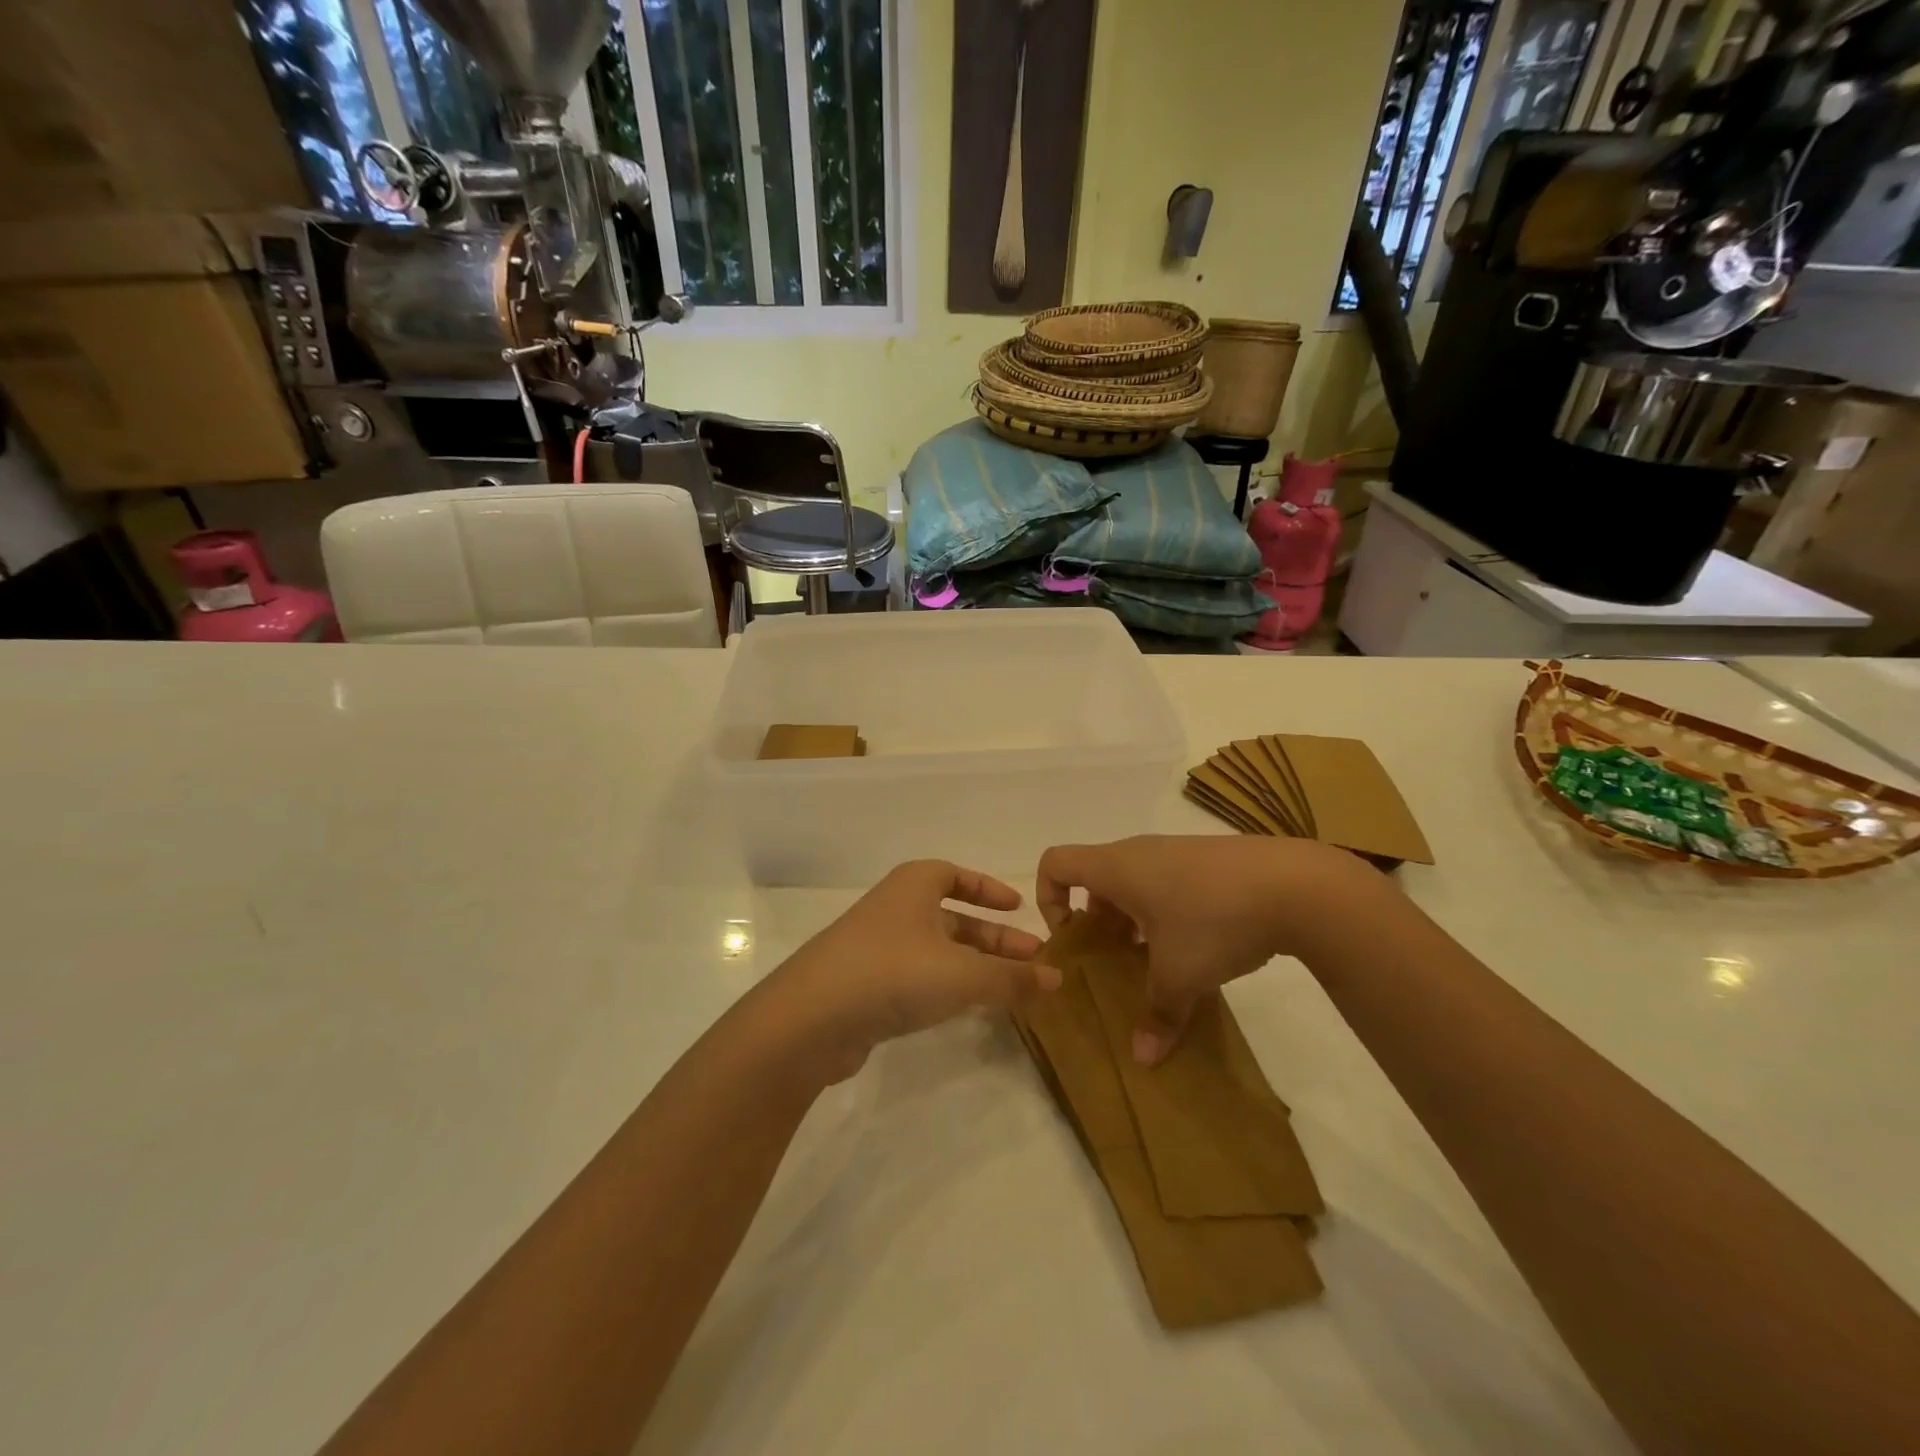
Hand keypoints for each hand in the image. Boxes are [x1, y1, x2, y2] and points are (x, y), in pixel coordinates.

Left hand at [765, 860, 1056, 1081]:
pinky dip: (946, 987)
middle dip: (993, 938)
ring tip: (1011, 989)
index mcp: (913, 886)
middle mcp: (894, 909)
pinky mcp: (864, 987)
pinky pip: (917, 978)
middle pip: (952, 918)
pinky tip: (966, 1008)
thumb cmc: (893, 973)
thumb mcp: (963, 974)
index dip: (988, 889)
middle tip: (1032, 960)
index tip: (1018, 907)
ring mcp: (876, 949)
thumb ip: (1012, 978)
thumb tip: (1058, 979)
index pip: (955, 875)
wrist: (810, 1019)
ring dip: (974, 966)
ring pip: (937, 951)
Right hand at [1036, 836, 1379, 1065]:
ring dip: (1132, 920)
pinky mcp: (1209, 860)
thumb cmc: (1214, 920)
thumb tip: (1144, 1060)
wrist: (1297, 885)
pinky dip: (1165, 911)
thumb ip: (1156, 1014)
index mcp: (1117, 868)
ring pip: (1134, 882)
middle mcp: (1140, 852)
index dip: (1048, 898)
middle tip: (1114, 961)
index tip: (1072, 938)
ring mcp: (1177, 852)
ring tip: (1156, 960)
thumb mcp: (1180, 975)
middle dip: (1096, 922)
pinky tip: (1197, 946)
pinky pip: (1167, 882)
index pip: (1055, 863)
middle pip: (1095, 878)